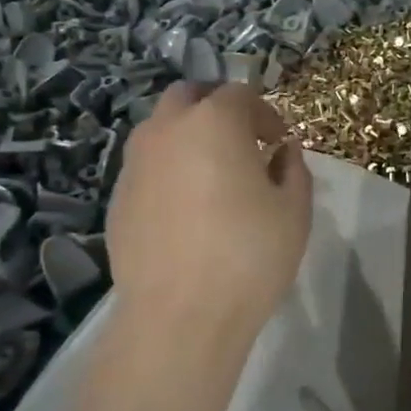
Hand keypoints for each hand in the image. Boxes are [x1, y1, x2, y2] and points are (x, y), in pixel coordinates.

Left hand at [105, 83, 312, 354]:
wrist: (179, 317)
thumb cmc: (249, 255)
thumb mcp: (294, 210)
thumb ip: (293, 168)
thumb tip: (282, 152)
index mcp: (214, 123)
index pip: (240, 94)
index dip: (265, 114)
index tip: (279, 143)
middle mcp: (166, 131)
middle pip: (189, 97)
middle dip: (217, 108)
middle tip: (242, 143)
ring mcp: (134, 164)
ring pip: (161, 130)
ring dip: (188, 137)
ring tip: (214, 176)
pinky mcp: (117, 199)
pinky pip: (147, 167)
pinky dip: (169, 171)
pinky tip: (187, 210)